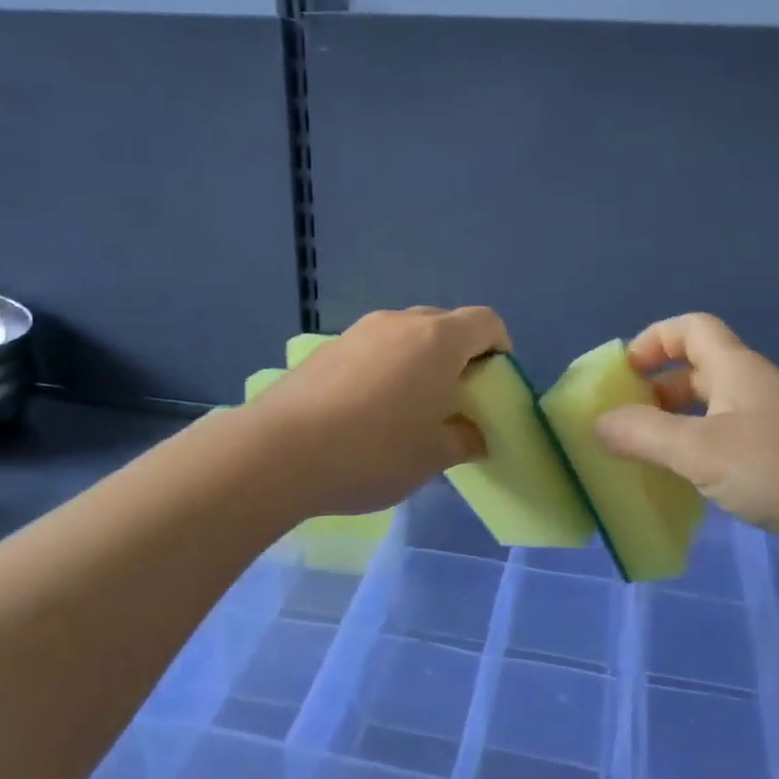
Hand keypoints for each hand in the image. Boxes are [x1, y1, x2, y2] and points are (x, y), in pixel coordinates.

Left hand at [250, 306, 509, 516]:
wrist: (279, 451)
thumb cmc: (373, 451)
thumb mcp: (433, 456)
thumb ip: (465, 438)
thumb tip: (473, 433)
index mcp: (438, 340)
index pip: (486, 322)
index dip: (499, 348)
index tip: (493, 383)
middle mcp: (400, 322)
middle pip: (445, 323)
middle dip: (459, 354)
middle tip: (453, 398)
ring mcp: (358, 331)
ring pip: (405, 334)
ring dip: (418, 360)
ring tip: (408, 407)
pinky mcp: (326, 348)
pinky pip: (372, 348)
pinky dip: (384, 367)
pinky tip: (366, 410)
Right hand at [592, 313, 778, 569]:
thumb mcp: (701, 450)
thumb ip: (644, 435)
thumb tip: (597, 424)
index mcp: (735, 369)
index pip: (691, 328)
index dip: (653, 340)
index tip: (624, 372)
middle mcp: (752, 389)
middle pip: (695, 372)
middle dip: (655, 392)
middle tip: (624, 424)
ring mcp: (770, 427)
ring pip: (710, 413)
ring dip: (675, 428)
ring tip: (645, 458)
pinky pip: (727, 447)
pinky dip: (699, 457)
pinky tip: (685, 487)